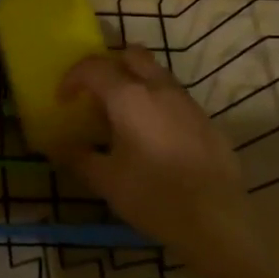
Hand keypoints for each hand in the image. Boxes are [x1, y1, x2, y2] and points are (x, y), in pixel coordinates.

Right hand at [57, 47, 255, 277]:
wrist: (217, 222)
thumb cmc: (153, 196)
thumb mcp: (106, 180)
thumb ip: (79, 158)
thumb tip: (60, 148)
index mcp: (129, 97)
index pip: (93, 68)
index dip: (72, 78)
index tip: (63, 101)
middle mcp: (159, 89)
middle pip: (132, 55)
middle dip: (109, 67)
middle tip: (97, 95)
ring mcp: (188, 103)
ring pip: (157, 75)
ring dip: (135, 84)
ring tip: (124, 118)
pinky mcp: (207, 122)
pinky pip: (175, 99)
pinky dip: (157, 106)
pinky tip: (153, 140)